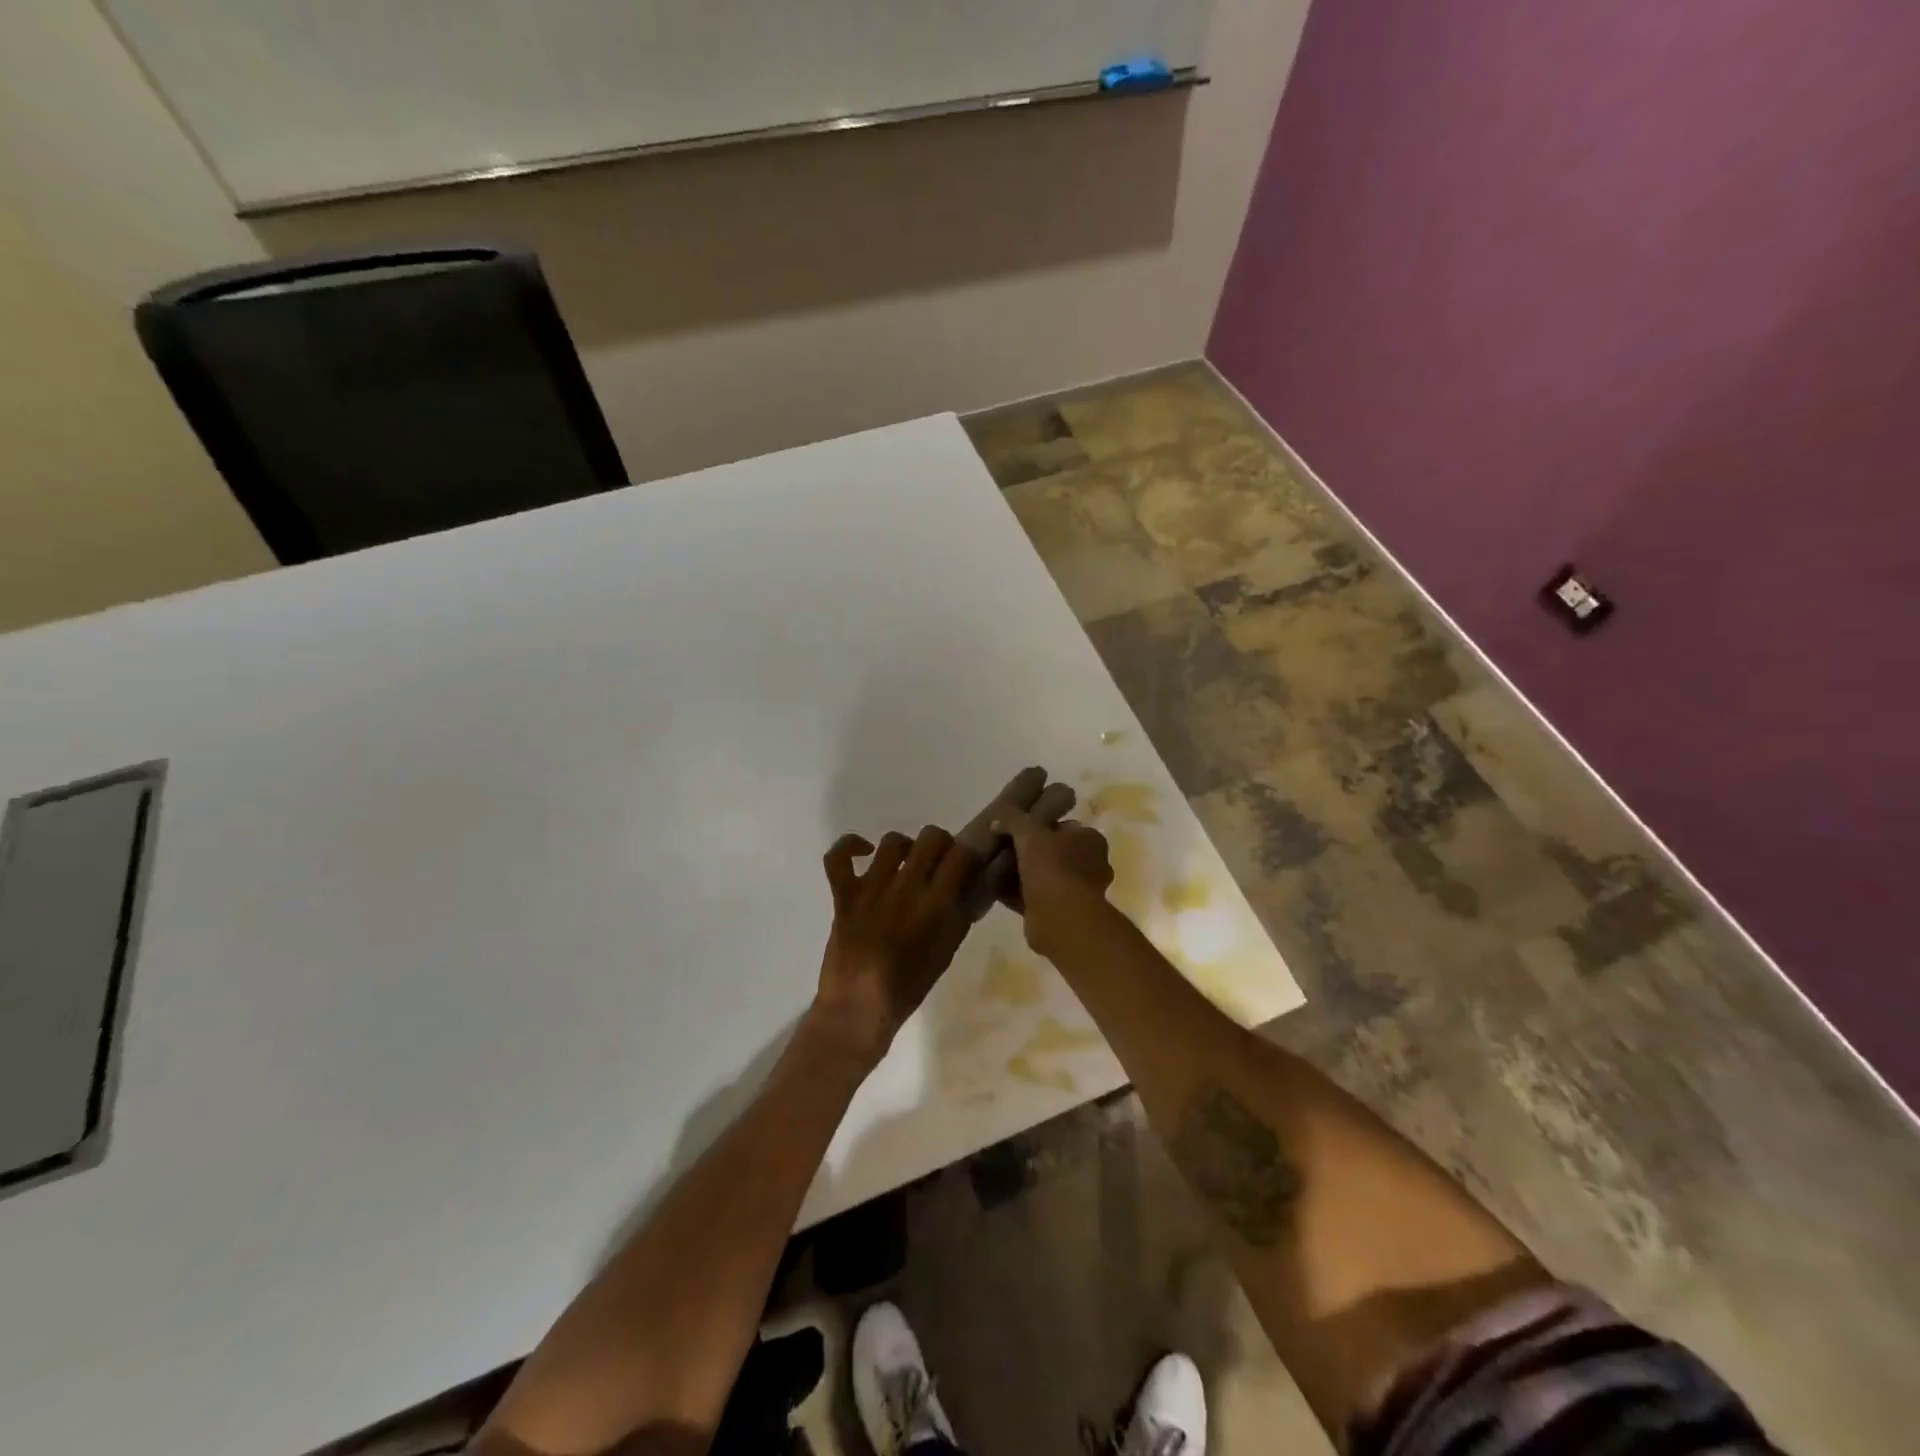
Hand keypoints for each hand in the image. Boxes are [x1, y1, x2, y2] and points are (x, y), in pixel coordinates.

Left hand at [808, 826, 978, 1066]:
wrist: (858, 1009)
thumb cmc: (909, 987)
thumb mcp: (947, 951)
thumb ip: (962, 913)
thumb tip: (976, 884)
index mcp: (937, 904)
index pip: (962, 854)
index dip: (968, 854)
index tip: (966, 865)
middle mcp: (906, 887)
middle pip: (931, 837)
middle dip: (941, 845)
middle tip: (939, 863)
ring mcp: (872, 888)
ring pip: (893, 841)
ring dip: (905, 847)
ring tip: (906, 863)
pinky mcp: (844, 894)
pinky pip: (838, 857)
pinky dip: (849, 846)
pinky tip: (864, 852)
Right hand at [993, 809, 1113, 958]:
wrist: (1060, 918)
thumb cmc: (1053, 867)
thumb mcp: (1029, 832)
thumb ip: (1013, 820)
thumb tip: (996, 820)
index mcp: (1090, 840)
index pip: (1063, 826)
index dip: (1039, 826)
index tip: (1016, 829)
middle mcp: (1089, 865)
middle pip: (1052, 852)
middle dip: (1029, 852)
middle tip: (1003, 849)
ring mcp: (1076, 891)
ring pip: (1043, 876)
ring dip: (1022, 875)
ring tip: (995, 869)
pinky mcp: (1061, 914)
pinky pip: (1034, 898)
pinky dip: (1017, 895)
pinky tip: (995, 889)